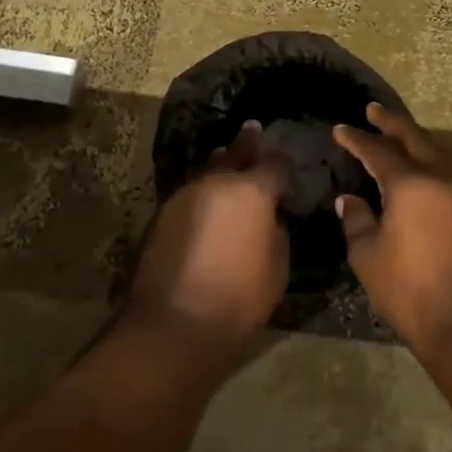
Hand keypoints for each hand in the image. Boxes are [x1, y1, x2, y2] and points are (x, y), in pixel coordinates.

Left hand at [129, 122, 289, 357]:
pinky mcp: (162, 214)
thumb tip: (268, 217)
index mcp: (252, 191)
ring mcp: (185, 195)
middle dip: (248, 143)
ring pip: (208, 169)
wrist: (174, 323)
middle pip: (235, 153)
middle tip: (253, 128)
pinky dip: (202, 190)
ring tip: (226, 156)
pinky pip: (190, 191)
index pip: (275, 164)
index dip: (284, 165)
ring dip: (220, 163)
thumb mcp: (277, 266)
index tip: (288, 169)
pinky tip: (206, 198)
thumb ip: (276, 231)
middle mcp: (217, 182)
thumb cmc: (238, 298)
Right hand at [332, 104, 451, 357]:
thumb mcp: (368, 256)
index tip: (341, 129)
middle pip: (414, 140)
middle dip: (392, 124)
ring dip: (416, 141)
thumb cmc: (409, 290)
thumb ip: (357, 221)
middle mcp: (440, 181)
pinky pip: (449, 176)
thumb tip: (350, 199)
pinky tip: (421, 174)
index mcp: (410, 184)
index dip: (357, 140)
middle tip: (373, 111)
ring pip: (437, 155)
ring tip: (398, 136)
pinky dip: (431, 164)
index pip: (378, 152)